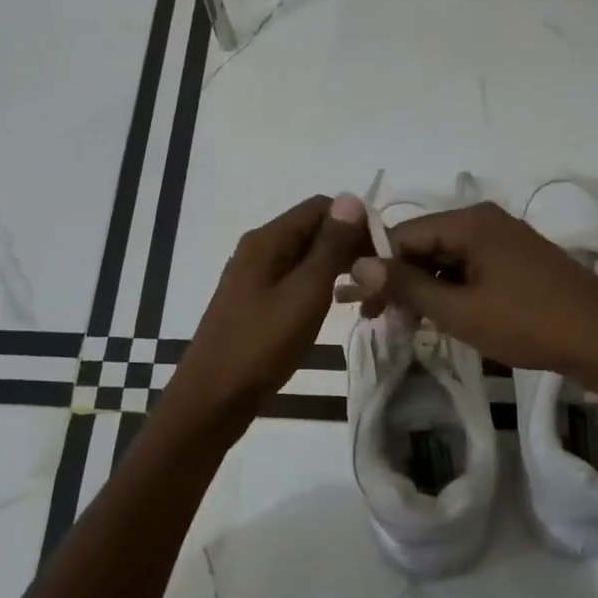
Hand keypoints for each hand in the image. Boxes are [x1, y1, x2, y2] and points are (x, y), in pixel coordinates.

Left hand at [163, 194, 370, 437]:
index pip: (321, 207)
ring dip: (336, 268)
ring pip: (305, 258)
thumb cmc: (261, 345)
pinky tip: (334, 307)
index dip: (356, 222)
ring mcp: (254, 278)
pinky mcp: (256, 303)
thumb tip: (351, 199)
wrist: (213, 399)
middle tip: (379, 279)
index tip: (384, 253)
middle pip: (312, 230)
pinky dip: (318, 287)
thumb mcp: (304, 293)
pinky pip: (294, 281)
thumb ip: (329, 247)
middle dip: (348, 246)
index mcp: (267, 240)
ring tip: (365, 294)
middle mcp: (258, 250)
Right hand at [351, 202, 597, 381]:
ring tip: (407, 325)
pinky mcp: (518, 262)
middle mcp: (485, 222)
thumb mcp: (459, 310)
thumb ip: (407, 286)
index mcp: (470, 222)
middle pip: (425, 246)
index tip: (358, 304)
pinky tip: (441, 318)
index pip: (404, 235)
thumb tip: (356, 265)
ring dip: (424, 290)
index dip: (377, 268)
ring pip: (447, 261)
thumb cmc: (527, 323)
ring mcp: (505, 241)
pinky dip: (451, 292)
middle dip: (399, 282)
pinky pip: (470, 270)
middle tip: (379, 321)